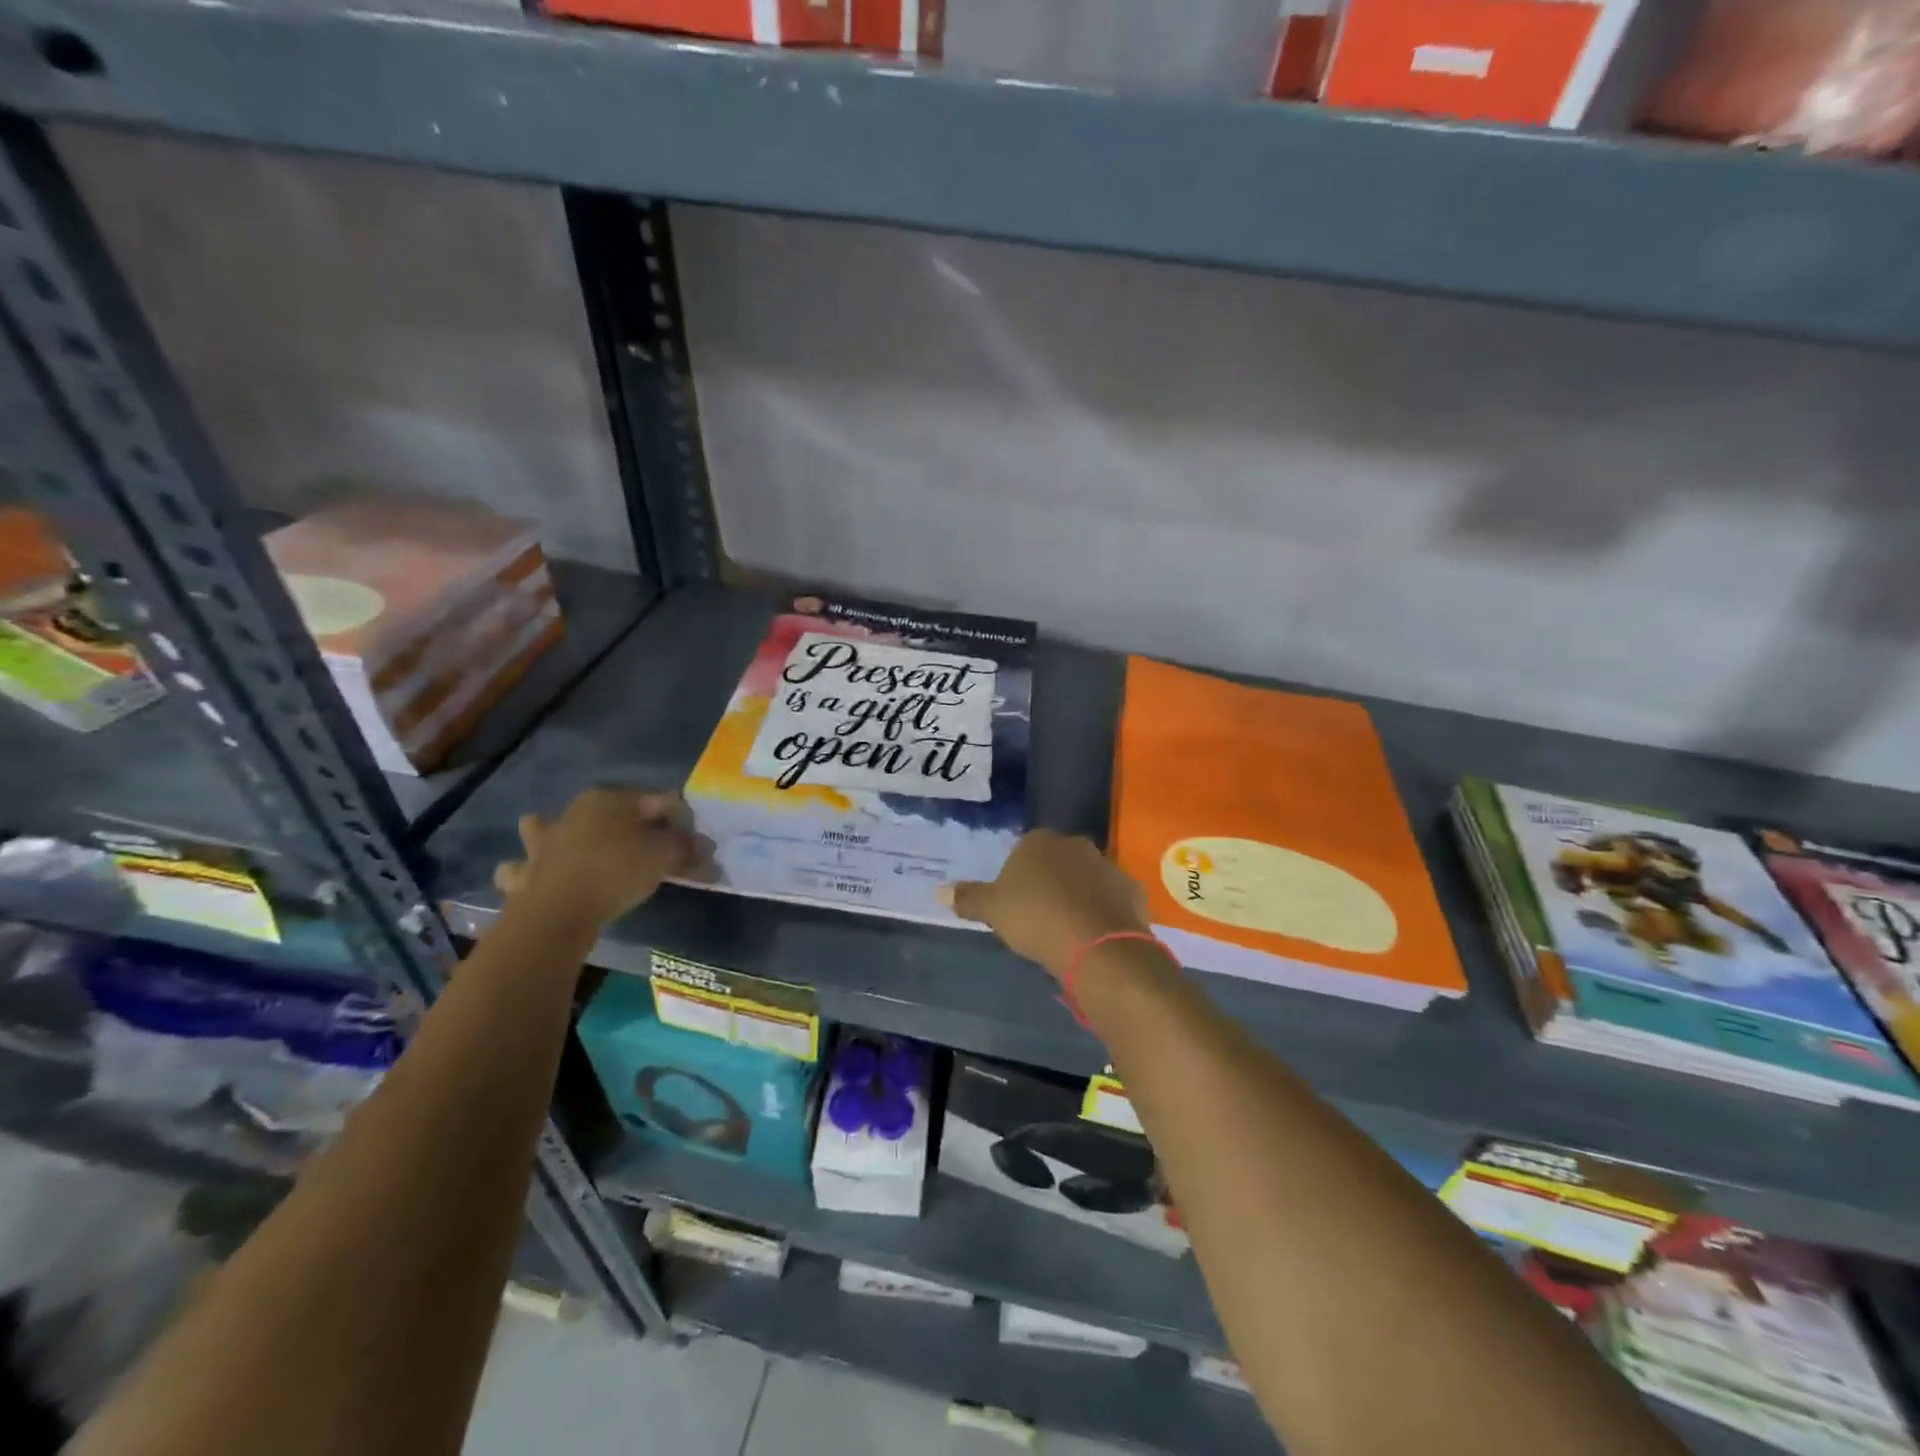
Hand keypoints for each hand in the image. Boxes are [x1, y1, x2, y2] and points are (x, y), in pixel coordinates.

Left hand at [493, 788, 707, 926]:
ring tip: (563, 848)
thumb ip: (688, 849)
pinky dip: (526, 873)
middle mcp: (572, 813)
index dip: (678, 818)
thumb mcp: (665, 857)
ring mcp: (542, 844)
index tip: (692, 841)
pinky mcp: (523, 875)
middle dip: (621, 823)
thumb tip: (705, 848)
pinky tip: (534, 880)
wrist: (558, 912)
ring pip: (543, 831)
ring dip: (549, 835)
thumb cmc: (617, 871)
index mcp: (608, 799)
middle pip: (605, 812)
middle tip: (644, 846)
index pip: (656, 801)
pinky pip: (521, 871)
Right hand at [944, 829, 1150, 979]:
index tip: (1015, 903)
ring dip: (1078, 895)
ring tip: (1068, 929)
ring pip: (1086, 878)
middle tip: (1039, 915)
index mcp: (1040, 841)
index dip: (1018, 876)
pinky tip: (1094, 935)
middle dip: (1050, 882)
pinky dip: (1103, 911)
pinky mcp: (1132, 891)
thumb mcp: (993, 911)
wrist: (1098, 946)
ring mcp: (1108, 865)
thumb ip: (968, 898)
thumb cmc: (1036, 919)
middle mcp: (1076, 845)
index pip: (1023, 849)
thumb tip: (939, 891)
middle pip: (1057, 861)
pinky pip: (1111, 898)